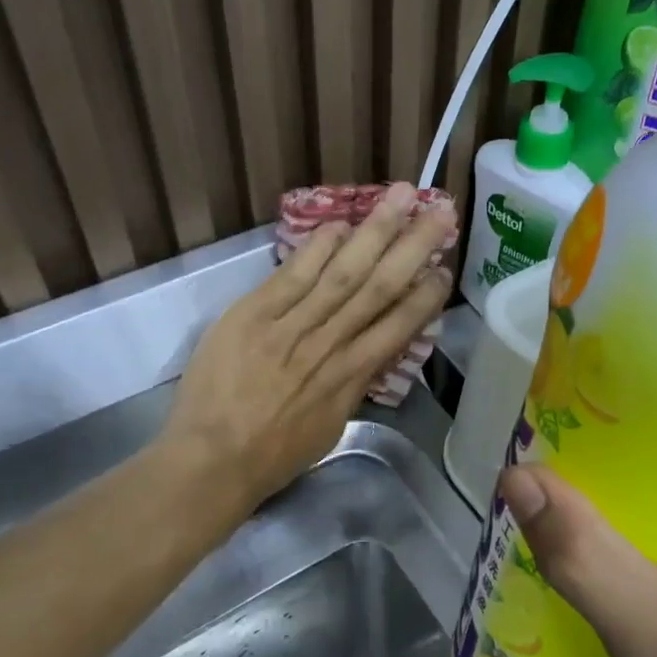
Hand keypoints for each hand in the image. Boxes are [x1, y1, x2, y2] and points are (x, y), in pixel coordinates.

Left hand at [164, 183, 453, 507]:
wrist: (213, 460)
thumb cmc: (274, 454)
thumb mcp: (330, 427)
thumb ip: (352, 385)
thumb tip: (368, 353)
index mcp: (352, 378)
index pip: (398, 327)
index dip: (425, 296)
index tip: (444, 269)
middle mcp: (330, 344)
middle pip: (379, 287)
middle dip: (413, 247)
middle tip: (440, 211)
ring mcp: (291, 326)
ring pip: (342, 273)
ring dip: (374, 231)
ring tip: (400, 196)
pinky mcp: (253, 315)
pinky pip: (293, 275)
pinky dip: (318, 247)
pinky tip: (341, 223)